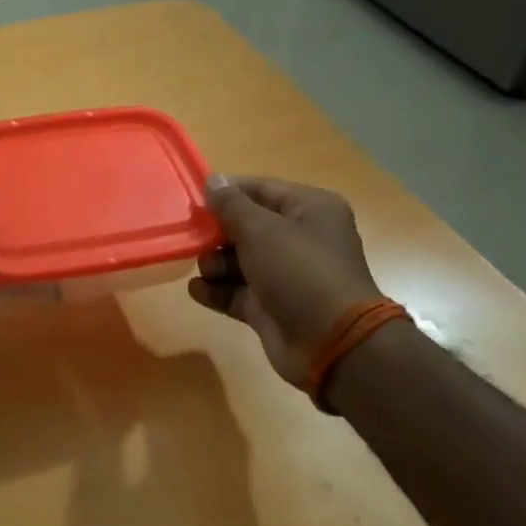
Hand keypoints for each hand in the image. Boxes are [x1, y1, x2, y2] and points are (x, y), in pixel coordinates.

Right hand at [190, 175, 386, 389]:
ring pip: (239, 260)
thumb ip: (230, 204)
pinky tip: (198, 290)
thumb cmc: (299, 271)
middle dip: (217, 233)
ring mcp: (286, 275)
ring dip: (214, 263)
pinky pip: (237, 291)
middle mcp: (300, 238)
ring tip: (206, 270)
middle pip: (247, 226)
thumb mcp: (260, 229)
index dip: (227, 193)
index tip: (194, 201)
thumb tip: (213, 180)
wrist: (332, 344)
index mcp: (310, 209)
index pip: (260, 189)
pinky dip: (216, 290)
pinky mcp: (272, 307)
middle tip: (193, 238)